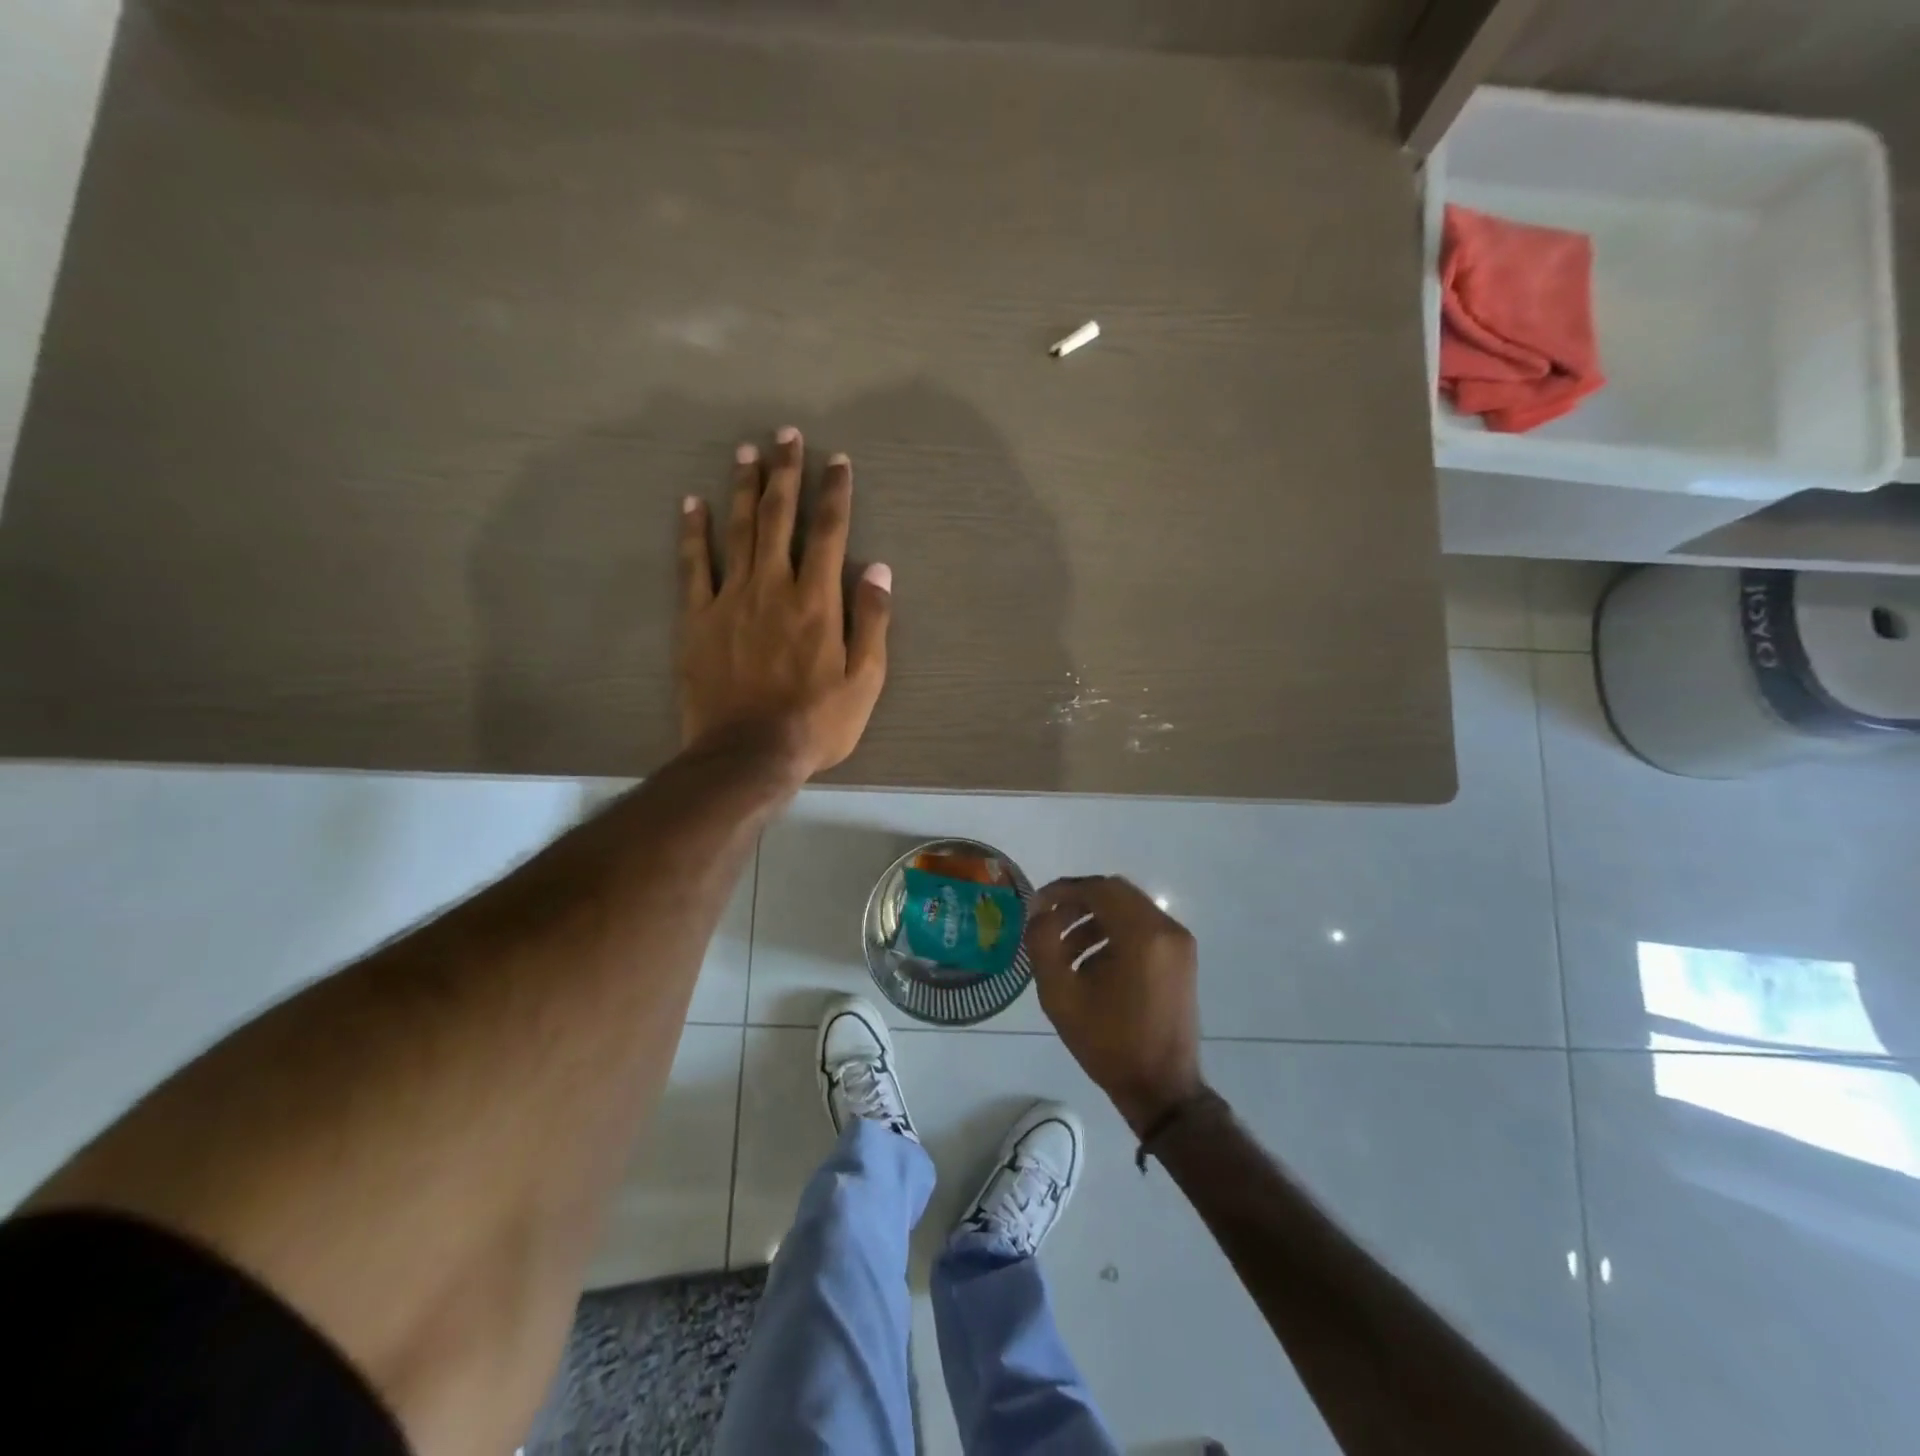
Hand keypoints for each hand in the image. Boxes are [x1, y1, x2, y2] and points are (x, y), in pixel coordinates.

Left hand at [677, 428, 891, 778]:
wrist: (748, 753)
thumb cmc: (815, 722)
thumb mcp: (864, 681)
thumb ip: (872, 622)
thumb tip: (880, 570)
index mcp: (817, 601)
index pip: (830, 533)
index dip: (834, 493)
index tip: (837, 461)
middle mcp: (774, 586)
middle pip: (779, 517)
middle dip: (785, 473)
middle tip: (786, 434)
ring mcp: (731, 599)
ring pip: (738, 530)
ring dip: (743, 488)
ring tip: (746, 452)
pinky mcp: (698, 618)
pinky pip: (694, 565)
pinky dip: (694, 532)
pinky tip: (692, 503)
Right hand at [1026, 876, 1204, 1134]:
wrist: (1161, 1088)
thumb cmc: (1109, 1042)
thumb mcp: (1060, 994)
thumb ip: (1042, 943)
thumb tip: (1039, 913)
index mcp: (1142, 934)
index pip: (1098, 888)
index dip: (1063, 891)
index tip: (1036, 907)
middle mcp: (1167, 929)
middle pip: (1116, 893)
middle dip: (1078, 903)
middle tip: (1048, 923)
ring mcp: (1179, 943)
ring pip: (1129, 910)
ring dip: (1094, 919)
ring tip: (1064, 950)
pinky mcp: (1181, 958)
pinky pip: (1143, 928)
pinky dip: (1114, 933)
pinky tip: (1091, 964)